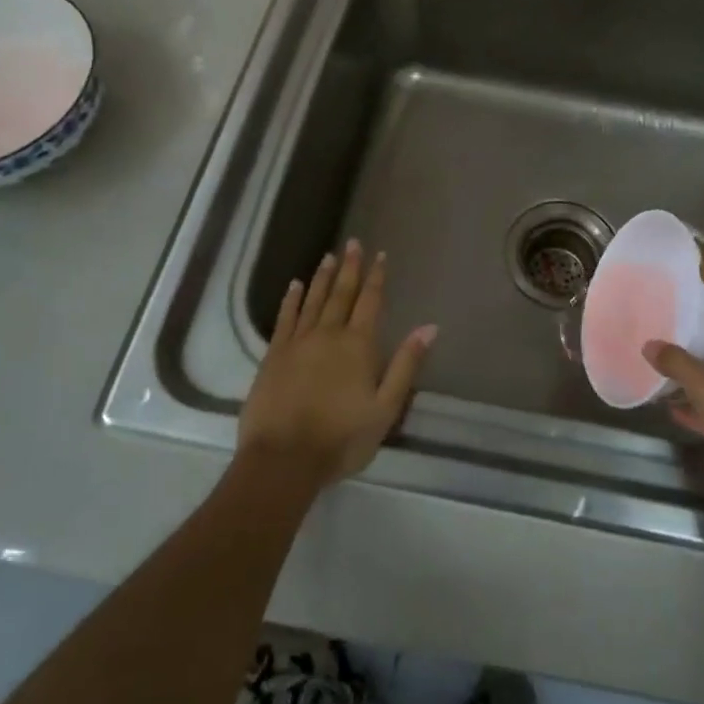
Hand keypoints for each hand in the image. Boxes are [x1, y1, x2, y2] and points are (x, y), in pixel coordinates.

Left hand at [238, 241, 435, 488]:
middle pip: (341, 294)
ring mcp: (297, 343)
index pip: (370, 302)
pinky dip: (291, 300)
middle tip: (353, 243)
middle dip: (350, 268)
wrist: (283, 460)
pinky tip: (295, 286)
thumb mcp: (386, 408)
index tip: (380, 255)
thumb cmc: (342, 438)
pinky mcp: (273, 355)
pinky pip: (285, 318)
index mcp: (358, 346)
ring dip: (323, 277)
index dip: (376, 278)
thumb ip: (406, 364)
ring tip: (329, 256)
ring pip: (313, 300)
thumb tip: (429, 327)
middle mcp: (328, 334)